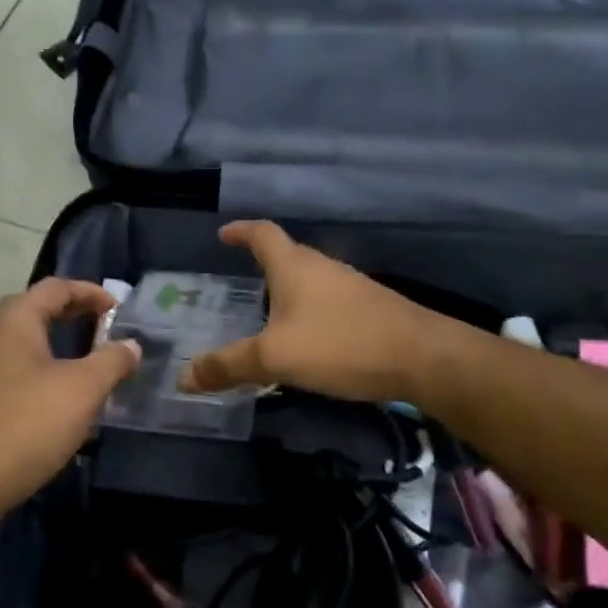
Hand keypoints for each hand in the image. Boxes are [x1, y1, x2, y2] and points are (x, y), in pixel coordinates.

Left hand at [0, 279, 140, 520]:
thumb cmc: (25, 425)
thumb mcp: (82, 390)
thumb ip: (111, 362)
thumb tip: (130, 345)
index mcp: (12, 320)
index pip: (55, 287)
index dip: (91, 292)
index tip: (119, 309)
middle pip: (34, 311)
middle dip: (72, 317)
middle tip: (105, 333)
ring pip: (19, 345)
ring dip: (54, 349)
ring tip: (85, 369)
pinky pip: (8, 373)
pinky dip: (36, 374)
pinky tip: (53, 404)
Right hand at [179, 221, 438, 402]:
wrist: (423, 359)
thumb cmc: (341, 344)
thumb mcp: (275, 358)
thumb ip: (229, 365)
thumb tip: (184, 376)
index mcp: (294, 266)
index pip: (262, 234)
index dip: (241, 231)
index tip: (223, 234)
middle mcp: (322, 268)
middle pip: (287, 254)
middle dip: (262, 263)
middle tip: (238, 280)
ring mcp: (350, 287)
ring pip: (309, 280)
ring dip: (286, 289)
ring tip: (266, 312)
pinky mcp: (370, 310)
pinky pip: (327, 302)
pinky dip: (307, 311)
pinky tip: (306, 338)